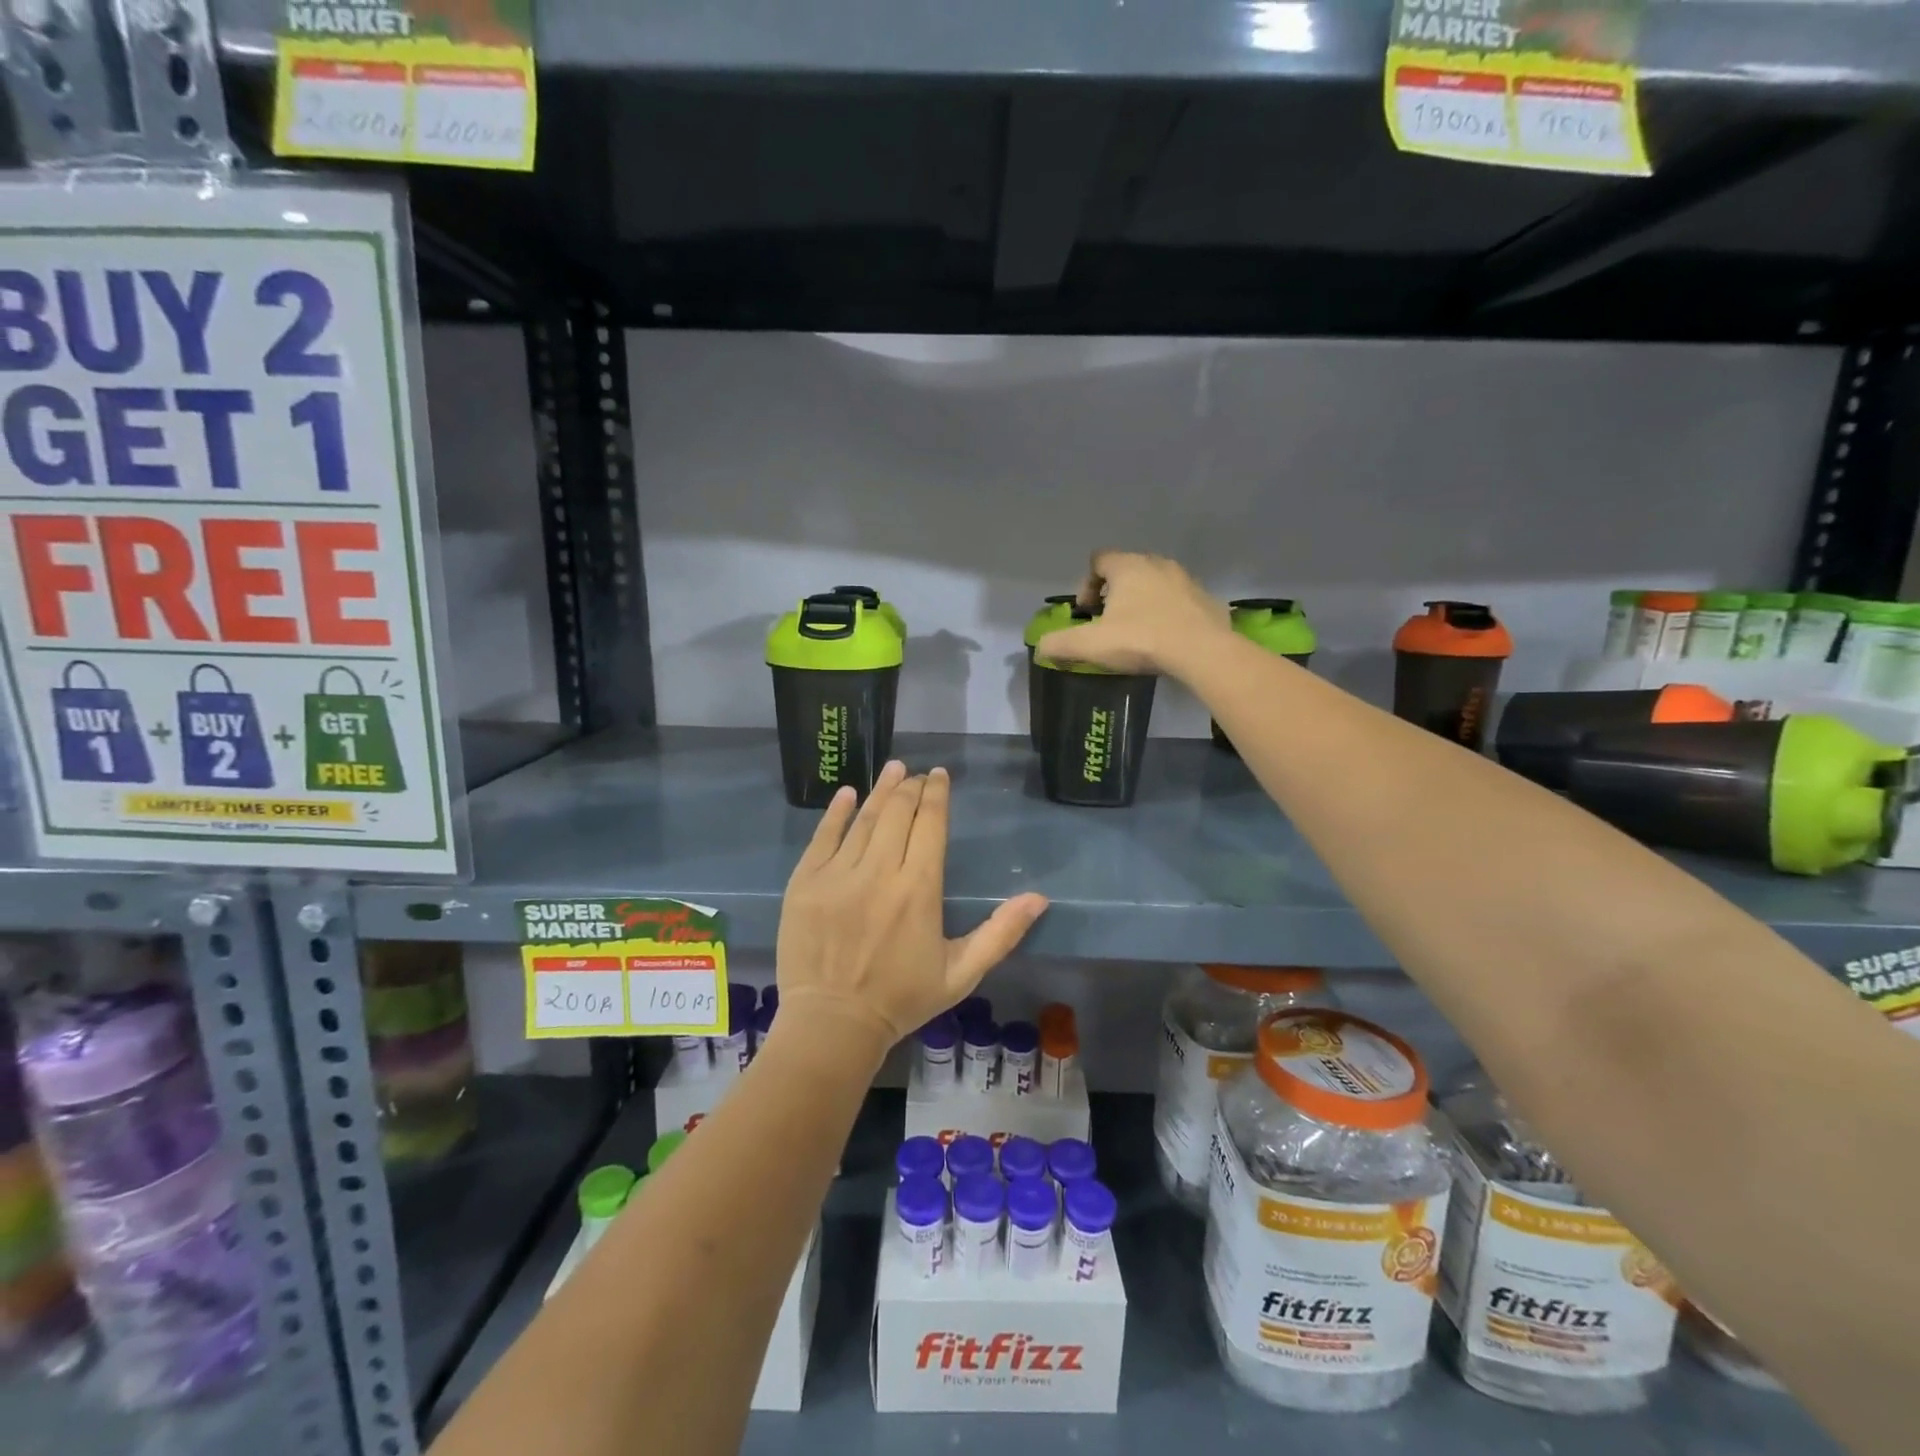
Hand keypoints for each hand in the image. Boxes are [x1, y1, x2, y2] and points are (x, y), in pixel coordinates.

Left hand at [773, 761, 1048, 1060]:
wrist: (833, 1024)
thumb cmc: (902, 999)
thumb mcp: (961, 972)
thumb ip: (1001, 932)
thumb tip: (1040, 898)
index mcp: (919, 889)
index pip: (930, 824)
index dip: (936, 795)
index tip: (939, 776)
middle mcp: (879, 872)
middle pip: (897, 813)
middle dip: (911, 788)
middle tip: (918, 774)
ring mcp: (838, 875)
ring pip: (863, 819)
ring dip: (880, 790)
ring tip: (893, 769)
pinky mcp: (805, 883)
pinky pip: (822, 837)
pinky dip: (836, 812)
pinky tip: (847, 794)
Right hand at [1034, 550, 1230, 676]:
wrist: (1202, 652)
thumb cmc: (1141, 639)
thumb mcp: (1091, 644)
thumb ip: (1060, 644)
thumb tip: (1040, 647)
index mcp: (1127, 566)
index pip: (1098, 560)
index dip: (1087, 584)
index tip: (1087, 612)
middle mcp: (1157, 563)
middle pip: (1127, 570)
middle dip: (1114, 593)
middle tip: (1109, 622)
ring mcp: (1186, 579)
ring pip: (1155, 584)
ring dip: (1142, 602)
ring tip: (1137, 631)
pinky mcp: (1207, 599)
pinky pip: (1179, 601)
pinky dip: (1168, 614)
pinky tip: (1165, 639)